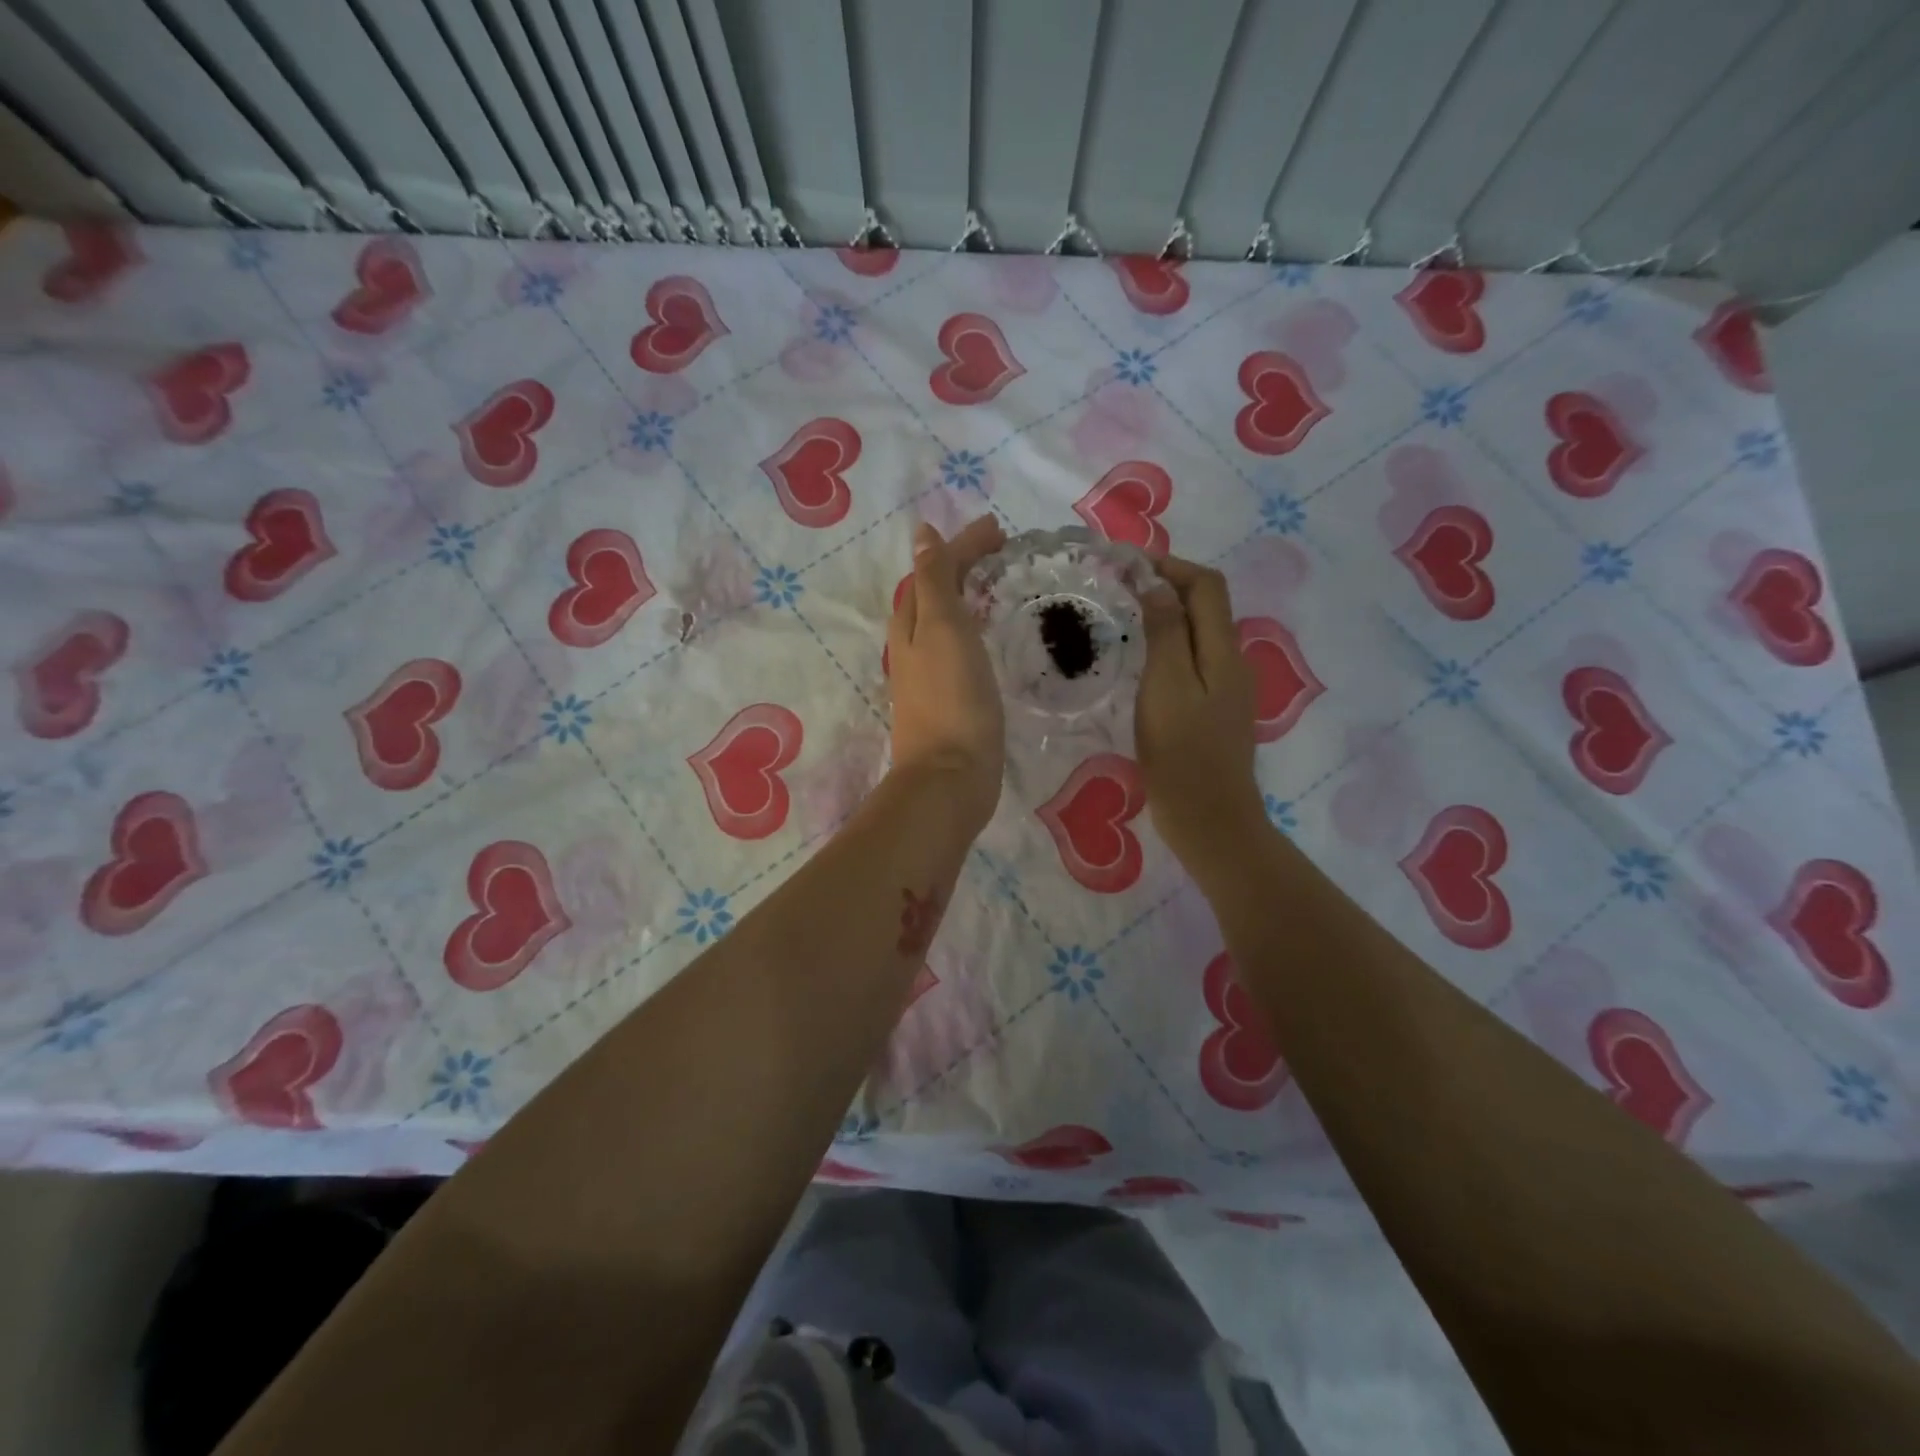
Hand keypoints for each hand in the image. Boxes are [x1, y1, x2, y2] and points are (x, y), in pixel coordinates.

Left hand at [886, 517, 1006, 832]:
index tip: (999, 529)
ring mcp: (928, 676)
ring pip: (943, 622)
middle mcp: (913, 646)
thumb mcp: (942, 627)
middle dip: (961, 566)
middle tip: (1000, 551)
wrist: (951, 777)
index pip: (933, 570)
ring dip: (965, 596)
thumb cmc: (952, 698)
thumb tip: (922, 533)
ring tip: (995, 585)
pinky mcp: (948, 701)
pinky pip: (957, 649)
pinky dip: (971, 629)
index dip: (962, 546)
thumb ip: (935, 580)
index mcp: (911, 624)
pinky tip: (987, 639)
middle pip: (933, 593)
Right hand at [1135, 557, 1267, 873]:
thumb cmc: (1182, 754)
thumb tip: (1157, 583)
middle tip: (1120, 587)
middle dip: (1167, 585)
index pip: (1206, 585)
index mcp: (1223, 651)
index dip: (1171, 565)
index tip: (1126, 565)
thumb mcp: (1167, 687)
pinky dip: (1168, 644)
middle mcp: (1231, 661)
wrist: (1209, 820)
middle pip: (1206, 605)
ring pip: (1199, 633)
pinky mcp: (1214, 710)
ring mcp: (1226, 688)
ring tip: (1125, 616)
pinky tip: (1142, 660)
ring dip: (1167, 614)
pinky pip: (1193, 660)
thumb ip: (1166, 632)